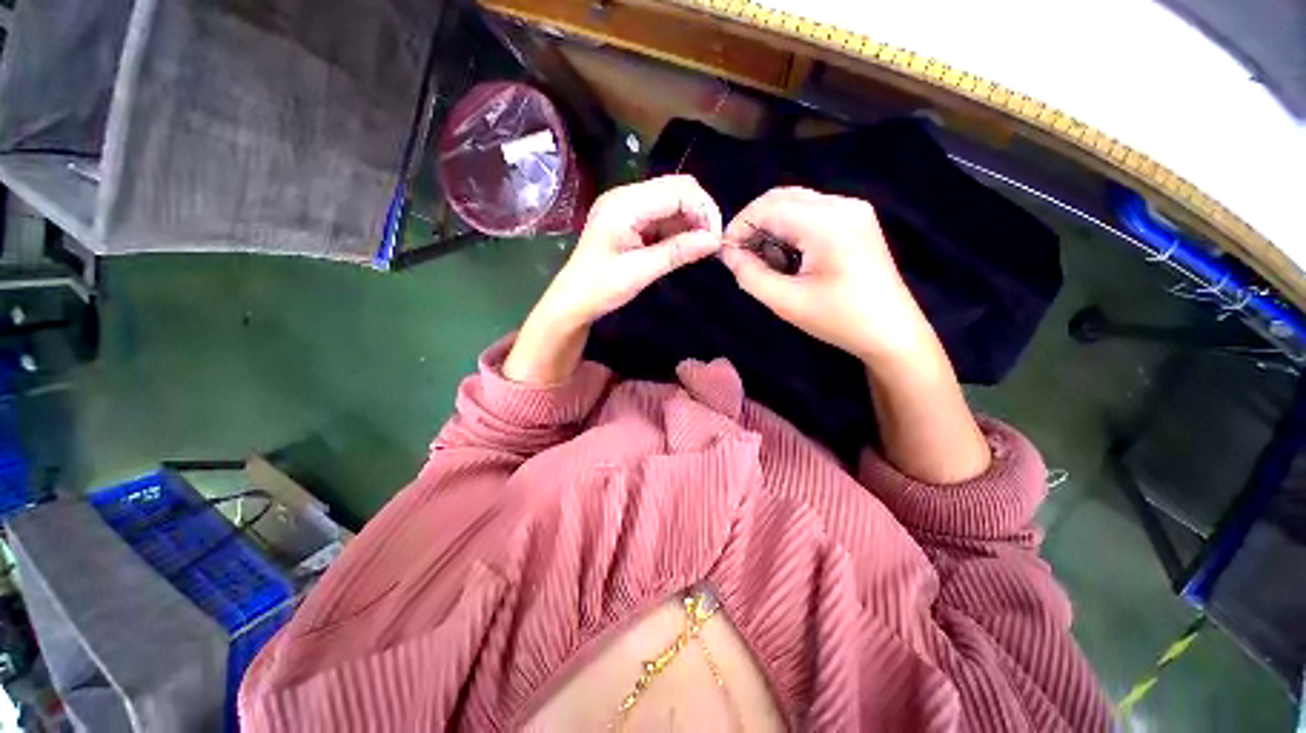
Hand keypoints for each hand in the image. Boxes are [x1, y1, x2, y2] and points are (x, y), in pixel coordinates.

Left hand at [536, 175, 722, 328]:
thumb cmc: (601, 288)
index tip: (716, 239)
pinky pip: (663, 216)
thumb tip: (715, 241)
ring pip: (672, 202)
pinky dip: (678, 229)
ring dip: (691, 221)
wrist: (573, 300)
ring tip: (700, 247)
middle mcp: (626, 196)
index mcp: (624, 204)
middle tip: (711, 243)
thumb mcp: (640, 272)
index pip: (677, 190)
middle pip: (676, 189)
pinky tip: (685, 246)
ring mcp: (628, 206)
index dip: (703, 209)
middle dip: (700, 213)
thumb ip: (677, 252)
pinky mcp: (631, 219)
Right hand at [720, 187, 929, 361]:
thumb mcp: (785, 301)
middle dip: (755, 224)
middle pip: (782, 197)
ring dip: (772, 228)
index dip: (740, 225)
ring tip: (768, 264)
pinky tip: (790, 258)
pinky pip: (811, 213)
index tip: (725, 252)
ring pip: (795, 204)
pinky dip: (791, 230)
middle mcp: (842, 205)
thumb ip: (749, 274)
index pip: (769, 206)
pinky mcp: (855, 220)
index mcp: (827, 223)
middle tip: (742, 257)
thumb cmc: (838, 320)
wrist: (891, 332)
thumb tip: (727, 253)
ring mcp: (853, 210)